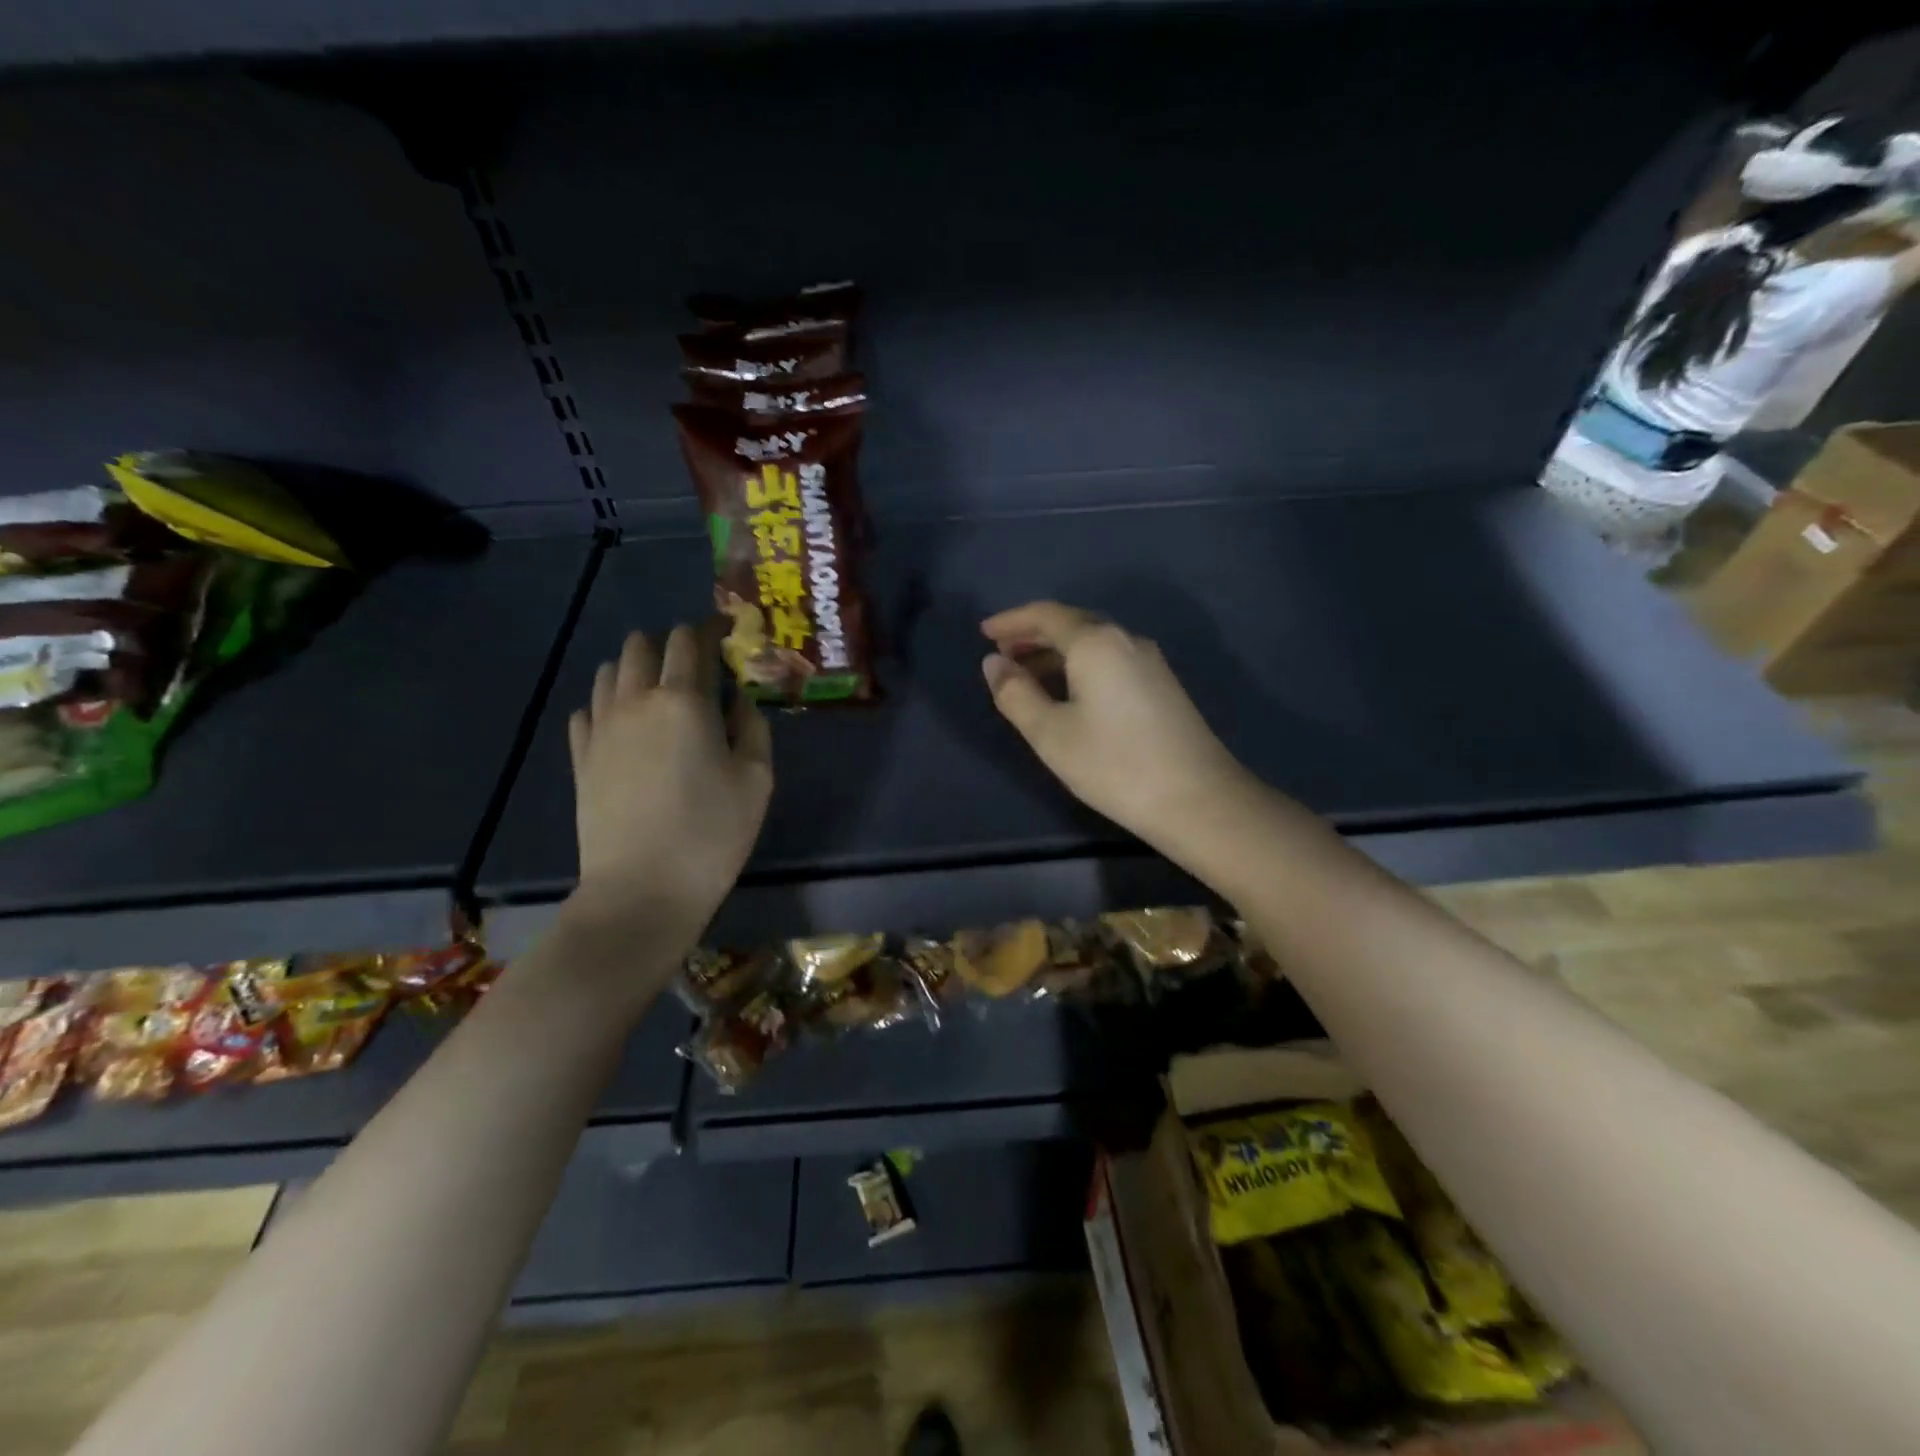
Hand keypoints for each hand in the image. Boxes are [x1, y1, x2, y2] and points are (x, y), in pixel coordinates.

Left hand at [565, 621, 772, 943]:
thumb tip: (737, 700)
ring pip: (609, 671)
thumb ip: (752, 727)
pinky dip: (608, 704)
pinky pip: (587, 709)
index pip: (690, 640)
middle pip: (642, 644)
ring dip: (635, 670)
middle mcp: (636, 700)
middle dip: (670, 645)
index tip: (726, 635)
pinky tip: (626, 727)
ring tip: (659, 696)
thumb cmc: (712, 833)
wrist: (642, 890)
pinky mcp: (580, 756)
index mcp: (685, 700)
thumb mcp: (757, 779)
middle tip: (695, 671)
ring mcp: (601, 728)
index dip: (710, 630)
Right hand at [981, 601, 1254, 852]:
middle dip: (1033, 635)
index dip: (1011, 620)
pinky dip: (1079, 666)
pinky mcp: (1162, 684)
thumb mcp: (1050, 733)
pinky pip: (1110, 659)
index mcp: (1095, 643)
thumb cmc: (1114, 764)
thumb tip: (994, 663)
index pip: (1046, 615)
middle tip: (1002, 654)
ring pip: (1093, 643)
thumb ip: (1015, 694)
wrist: (1197, 798)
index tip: (984, 632)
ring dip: (1056, 652)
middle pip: (1072, 624)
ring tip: (1027, 676)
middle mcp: (1125, 640)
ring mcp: (1149, 661)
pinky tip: (1069, 692)